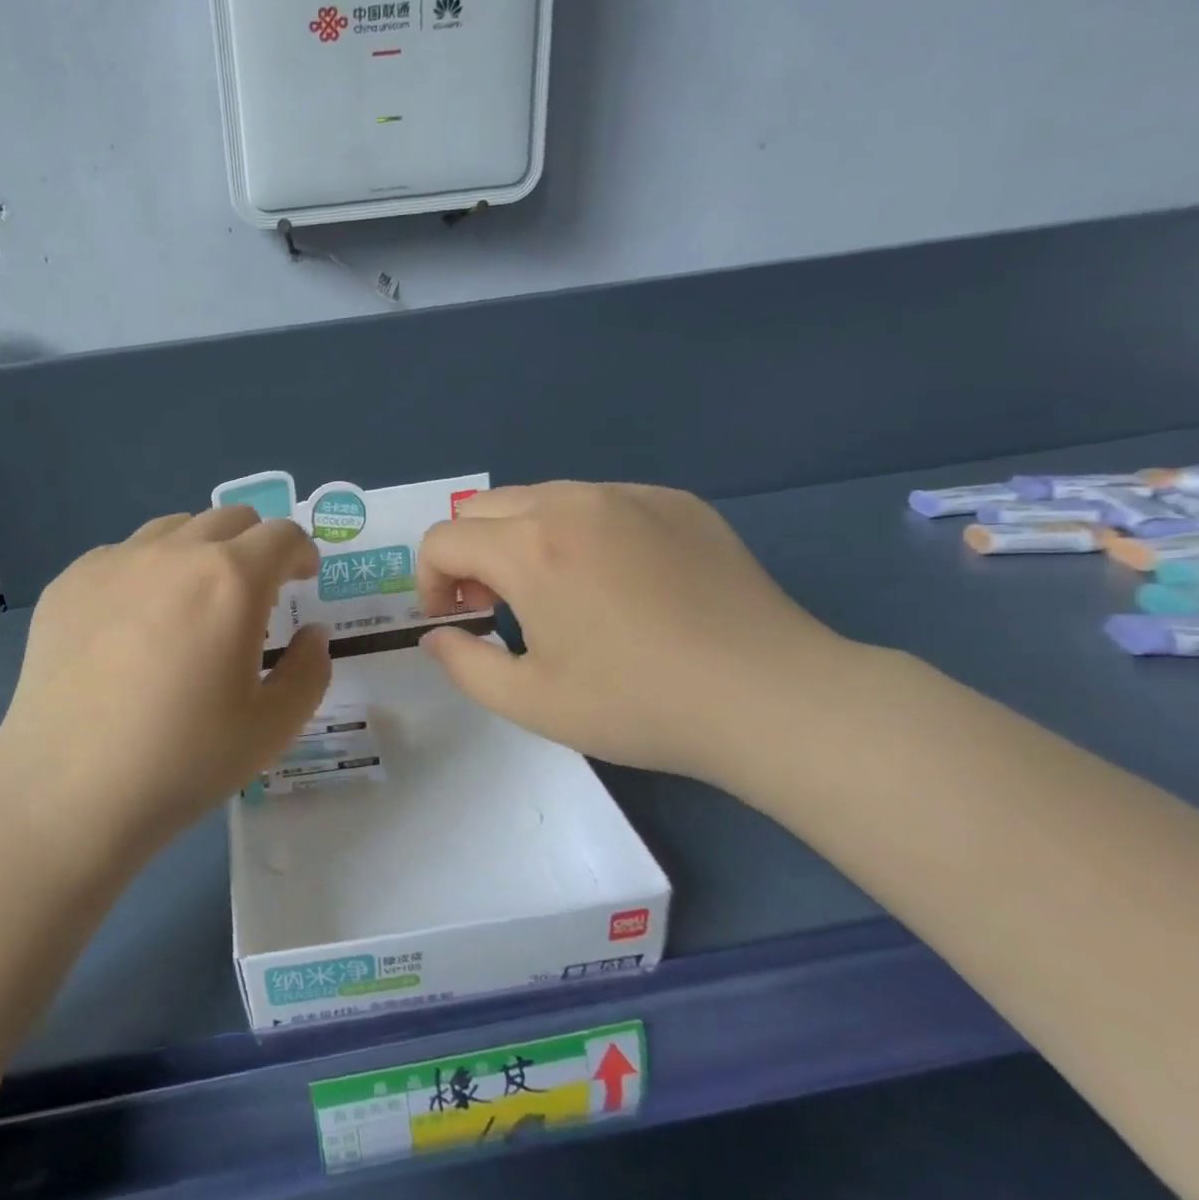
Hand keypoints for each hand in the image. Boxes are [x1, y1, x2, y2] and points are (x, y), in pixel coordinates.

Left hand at [0, 507, 331, 872]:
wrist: (68, 790)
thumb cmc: (183, 761)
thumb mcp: (273, 727)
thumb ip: (309, 670)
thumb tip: (310, 633)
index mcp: (231, 580)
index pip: (282, 535)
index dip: (302, 553)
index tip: (302, 580)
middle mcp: (173, 553)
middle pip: (229, 519)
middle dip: (255, 546)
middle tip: (253, 594)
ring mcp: (113, 562)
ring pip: (173, 529)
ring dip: (199, 552)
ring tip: (192, 604)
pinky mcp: (68, 583)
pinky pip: (122, 556)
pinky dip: (145, 573)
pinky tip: (132, 627)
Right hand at [416, 482, 848, 782]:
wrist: (769, 696)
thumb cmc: (637, 704)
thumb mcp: (529, 702)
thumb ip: (463, 664)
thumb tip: (437, 635)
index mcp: (528, 549)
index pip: (442, 539)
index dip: (429, 581)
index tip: (455, 620)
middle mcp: (571, 504)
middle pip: (482, 508)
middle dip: (469, 554)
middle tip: (496, 605)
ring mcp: (629, 496)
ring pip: (540, 498)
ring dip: (520, 539)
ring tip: (555, 592)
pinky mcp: (675, 502)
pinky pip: (600, 501)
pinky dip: (580, 531)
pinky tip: (618, 581)